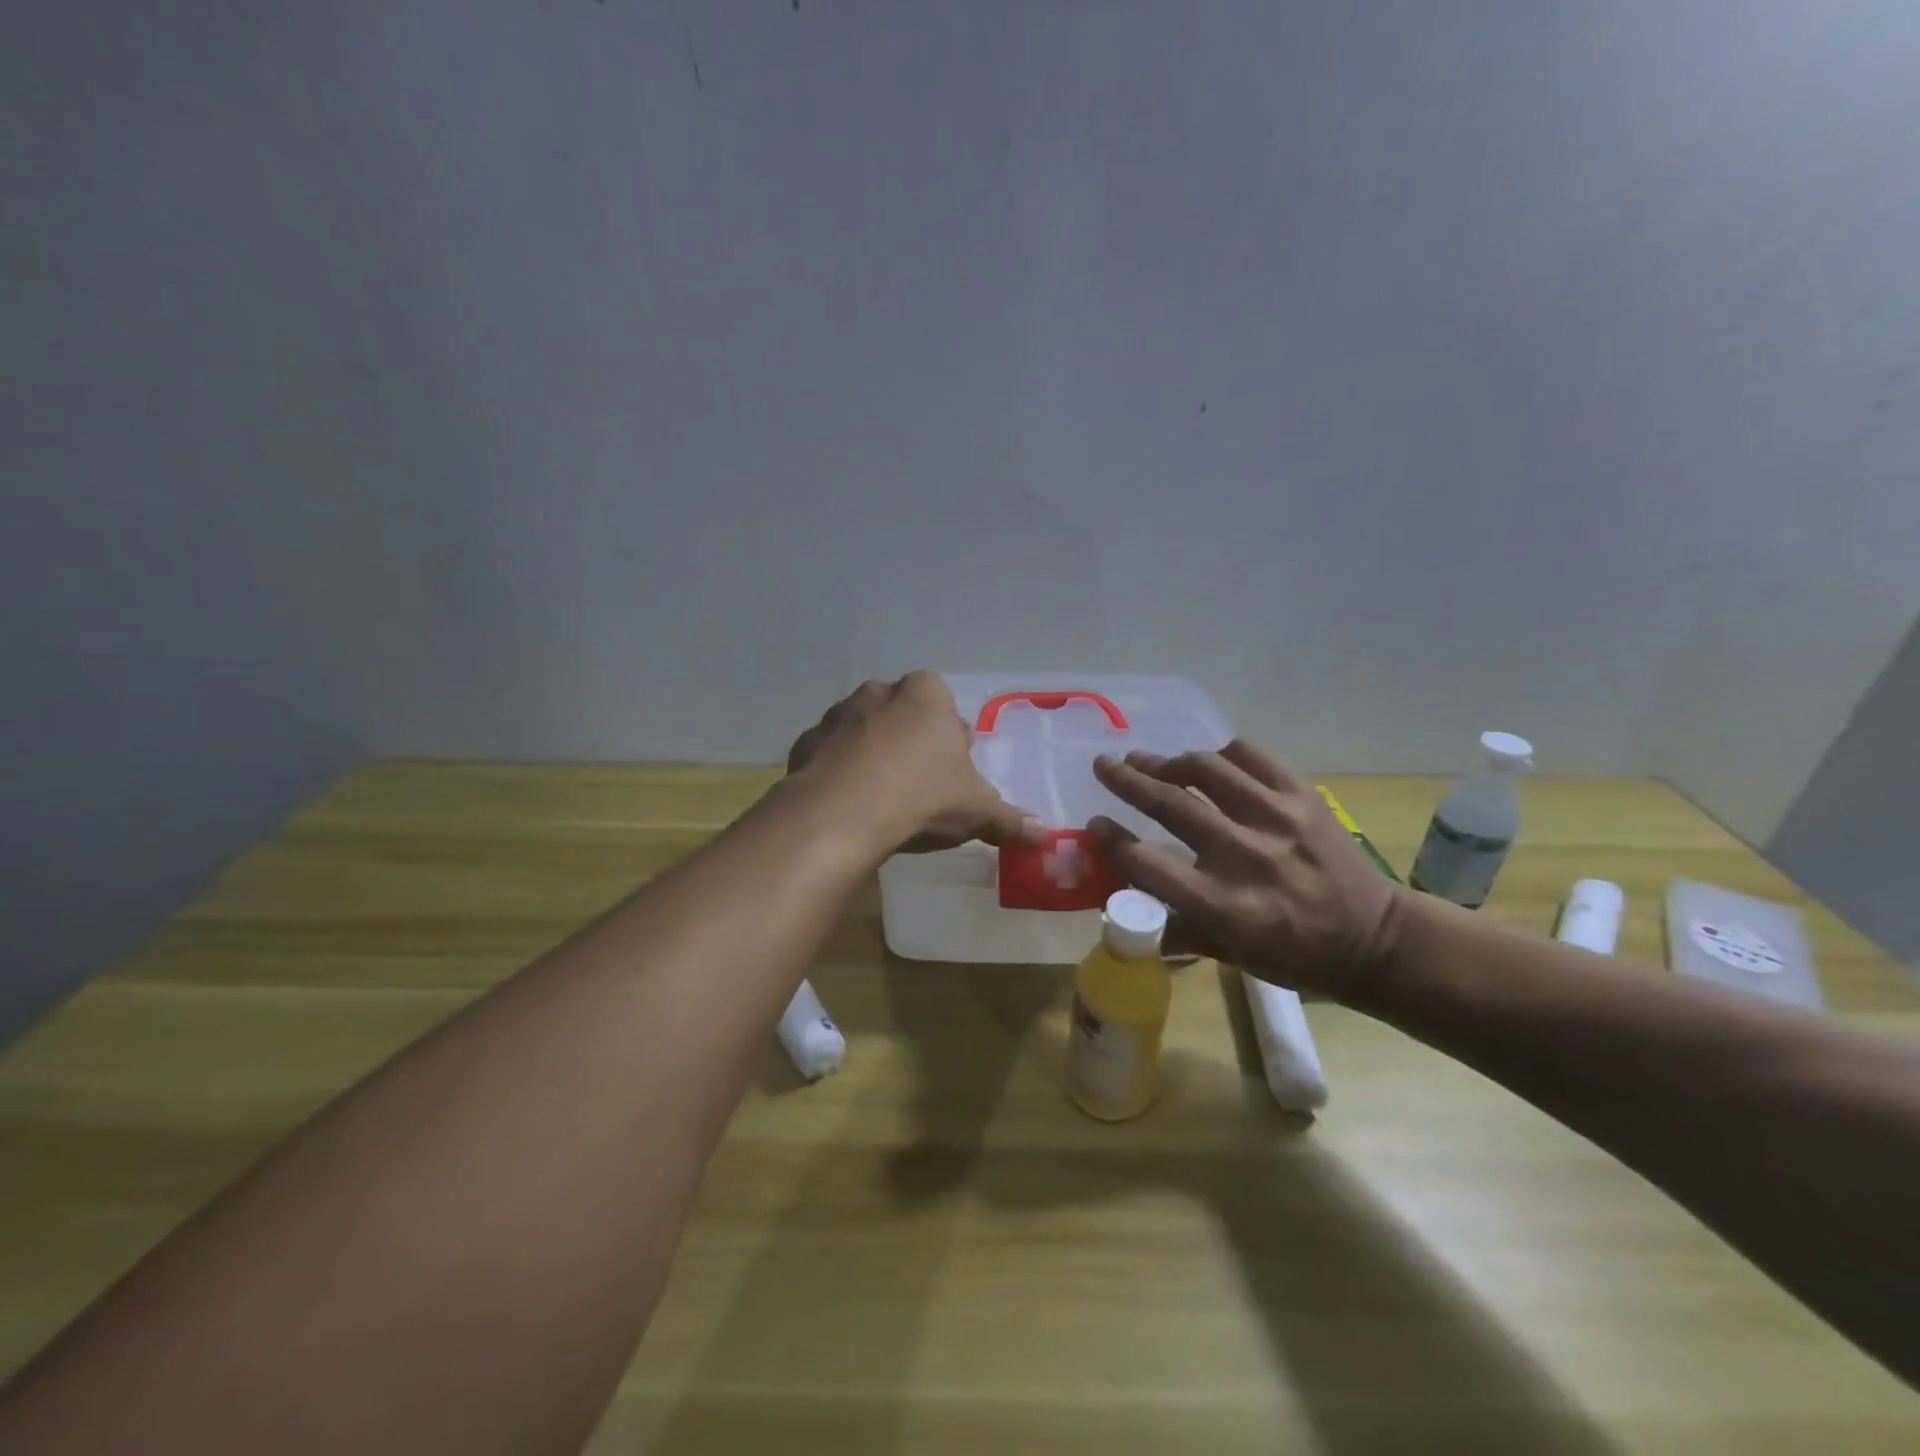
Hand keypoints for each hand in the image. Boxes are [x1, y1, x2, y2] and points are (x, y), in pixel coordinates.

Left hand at [787, 673, 1043, 854]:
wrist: (842, 815)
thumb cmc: (922, 797)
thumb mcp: (977, 811)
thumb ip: (1010, 819)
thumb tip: (1044, 835)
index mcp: (926, 695)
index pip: (944, 704)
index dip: (949, 738)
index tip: (951, 770)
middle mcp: (880, 693)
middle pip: (902, 713)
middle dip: (910, 740)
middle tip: (919, 783)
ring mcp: (838, 715)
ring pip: (863, 729)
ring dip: (872, 752)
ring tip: (881, 796)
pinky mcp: (806, 742)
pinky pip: (829, 753)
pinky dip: (838, 770)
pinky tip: (847, 802)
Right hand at [1088, 741, 1403, 999]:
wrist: (1374, 939)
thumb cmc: (1293, 955)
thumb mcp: (1230, 956)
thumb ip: (1176, 928)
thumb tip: (1126, 907)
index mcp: (1224, 906)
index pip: (1149, 865)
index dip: (1113, 842)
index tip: (1094, 825)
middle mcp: (1245, 856)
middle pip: (1171, 804)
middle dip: (1128, 781)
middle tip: (1103, 765)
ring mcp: (1277, 819)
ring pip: (1207, 769)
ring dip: (1169, 761)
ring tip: (1149, 761)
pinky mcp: (1304, 796)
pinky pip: (1252, 755)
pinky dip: (1222, 754)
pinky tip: (1211, 763)